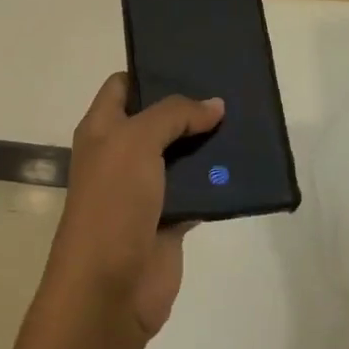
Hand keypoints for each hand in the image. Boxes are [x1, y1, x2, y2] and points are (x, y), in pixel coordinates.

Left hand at [43, 73, 224, 344]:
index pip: (123, 86)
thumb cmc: (113, 203)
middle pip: (158, 119)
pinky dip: (218, 179)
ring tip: (246, 117)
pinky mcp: (171, 218)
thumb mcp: (136, 142)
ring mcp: (146, 188)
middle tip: (231, 85)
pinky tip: (245, 163)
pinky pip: (199, 190)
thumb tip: (214, 105)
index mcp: (102, 130)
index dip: (151, 70)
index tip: (191, 60)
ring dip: (210, 141)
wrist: (110, 288)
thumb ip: (174, 115)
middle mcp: (122, 154)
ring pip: (182, 154)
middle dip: (191, 104)